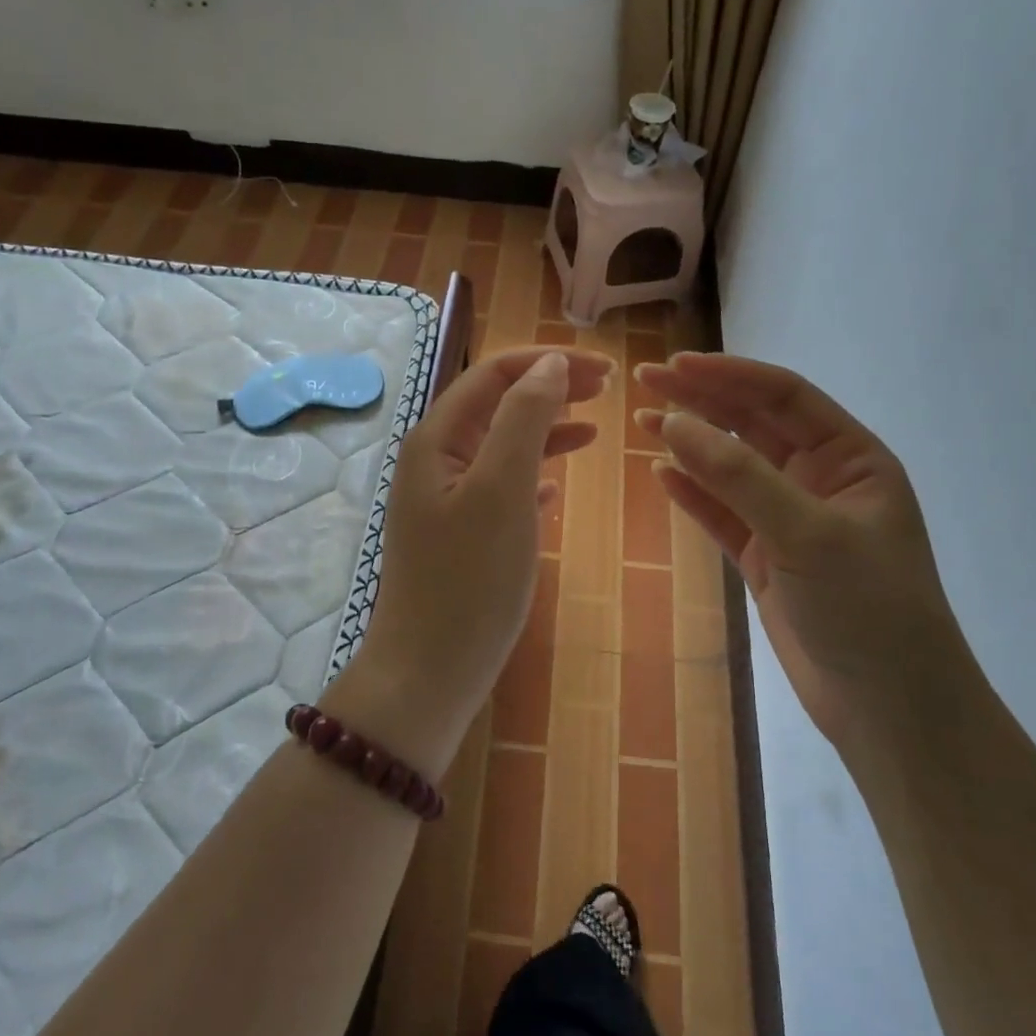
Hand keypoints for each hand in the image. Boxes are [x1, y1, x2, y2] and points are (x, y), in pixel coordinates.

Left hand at [355, 347, 612, 754]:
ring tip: (595, 428)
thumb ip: (524, 419)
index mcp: (436, 439)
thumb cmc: (469, 579)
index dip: (548, 362)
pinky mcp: (461, 534)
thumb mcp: (501, 489)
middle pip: (498, 404)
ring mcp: (446, 498)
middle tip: (606, 388)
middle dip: (550, 388)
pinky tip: (558, 486)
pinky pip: (502, 486)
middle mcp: (435, 459)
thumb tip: (548, 363)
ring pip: (502, 445)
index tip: (604, 369)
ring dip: (547, 429)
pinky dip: (533, 474)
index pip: (494, 374)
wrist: (429, 672)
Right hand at [636, 353, 975, 751]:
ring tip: (642, 422)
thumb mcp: (807, 533)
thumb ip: (740, 476)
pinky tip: (661, 474)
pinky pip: (723, 514)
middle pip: (753, 425)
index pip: (784, 396)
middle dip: (702, 401)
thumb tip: (673, 422)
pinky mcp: (766, 558)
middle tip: (646, 382)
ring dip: (690, 444)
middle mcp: (820, 479)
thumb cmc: (868, 609)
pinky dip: (693, 494)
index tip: (675, 366)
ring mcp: (790, 520)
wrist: (891, 711)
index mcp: (851, 458)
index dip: (728, 375)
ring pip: (732, 468)